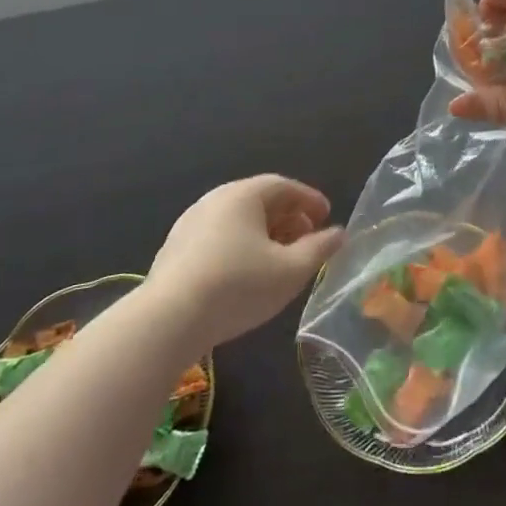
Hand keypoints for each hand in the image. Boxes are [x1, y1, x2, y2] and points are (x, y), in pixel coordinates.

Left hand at [146, 176, 343, 348]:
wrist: (167, 319)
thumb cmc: (238, 286)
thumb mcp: (290, 271)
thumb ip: (319, 249)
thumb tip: (338, 233)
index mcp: (243, 195)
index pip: (284, 186)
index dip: (309, 200)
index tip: (327, 216)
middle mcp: (215, 199)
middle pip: (260, 200)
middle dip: (289, 218)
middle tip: (308, 239)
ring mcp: (190, 223)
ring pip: (238, 220)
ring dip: (265, 234)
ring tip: (280, 259)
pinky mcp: (175, 249)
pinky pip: (219, 236)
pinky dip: (241, 245)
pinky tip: (247, 273)